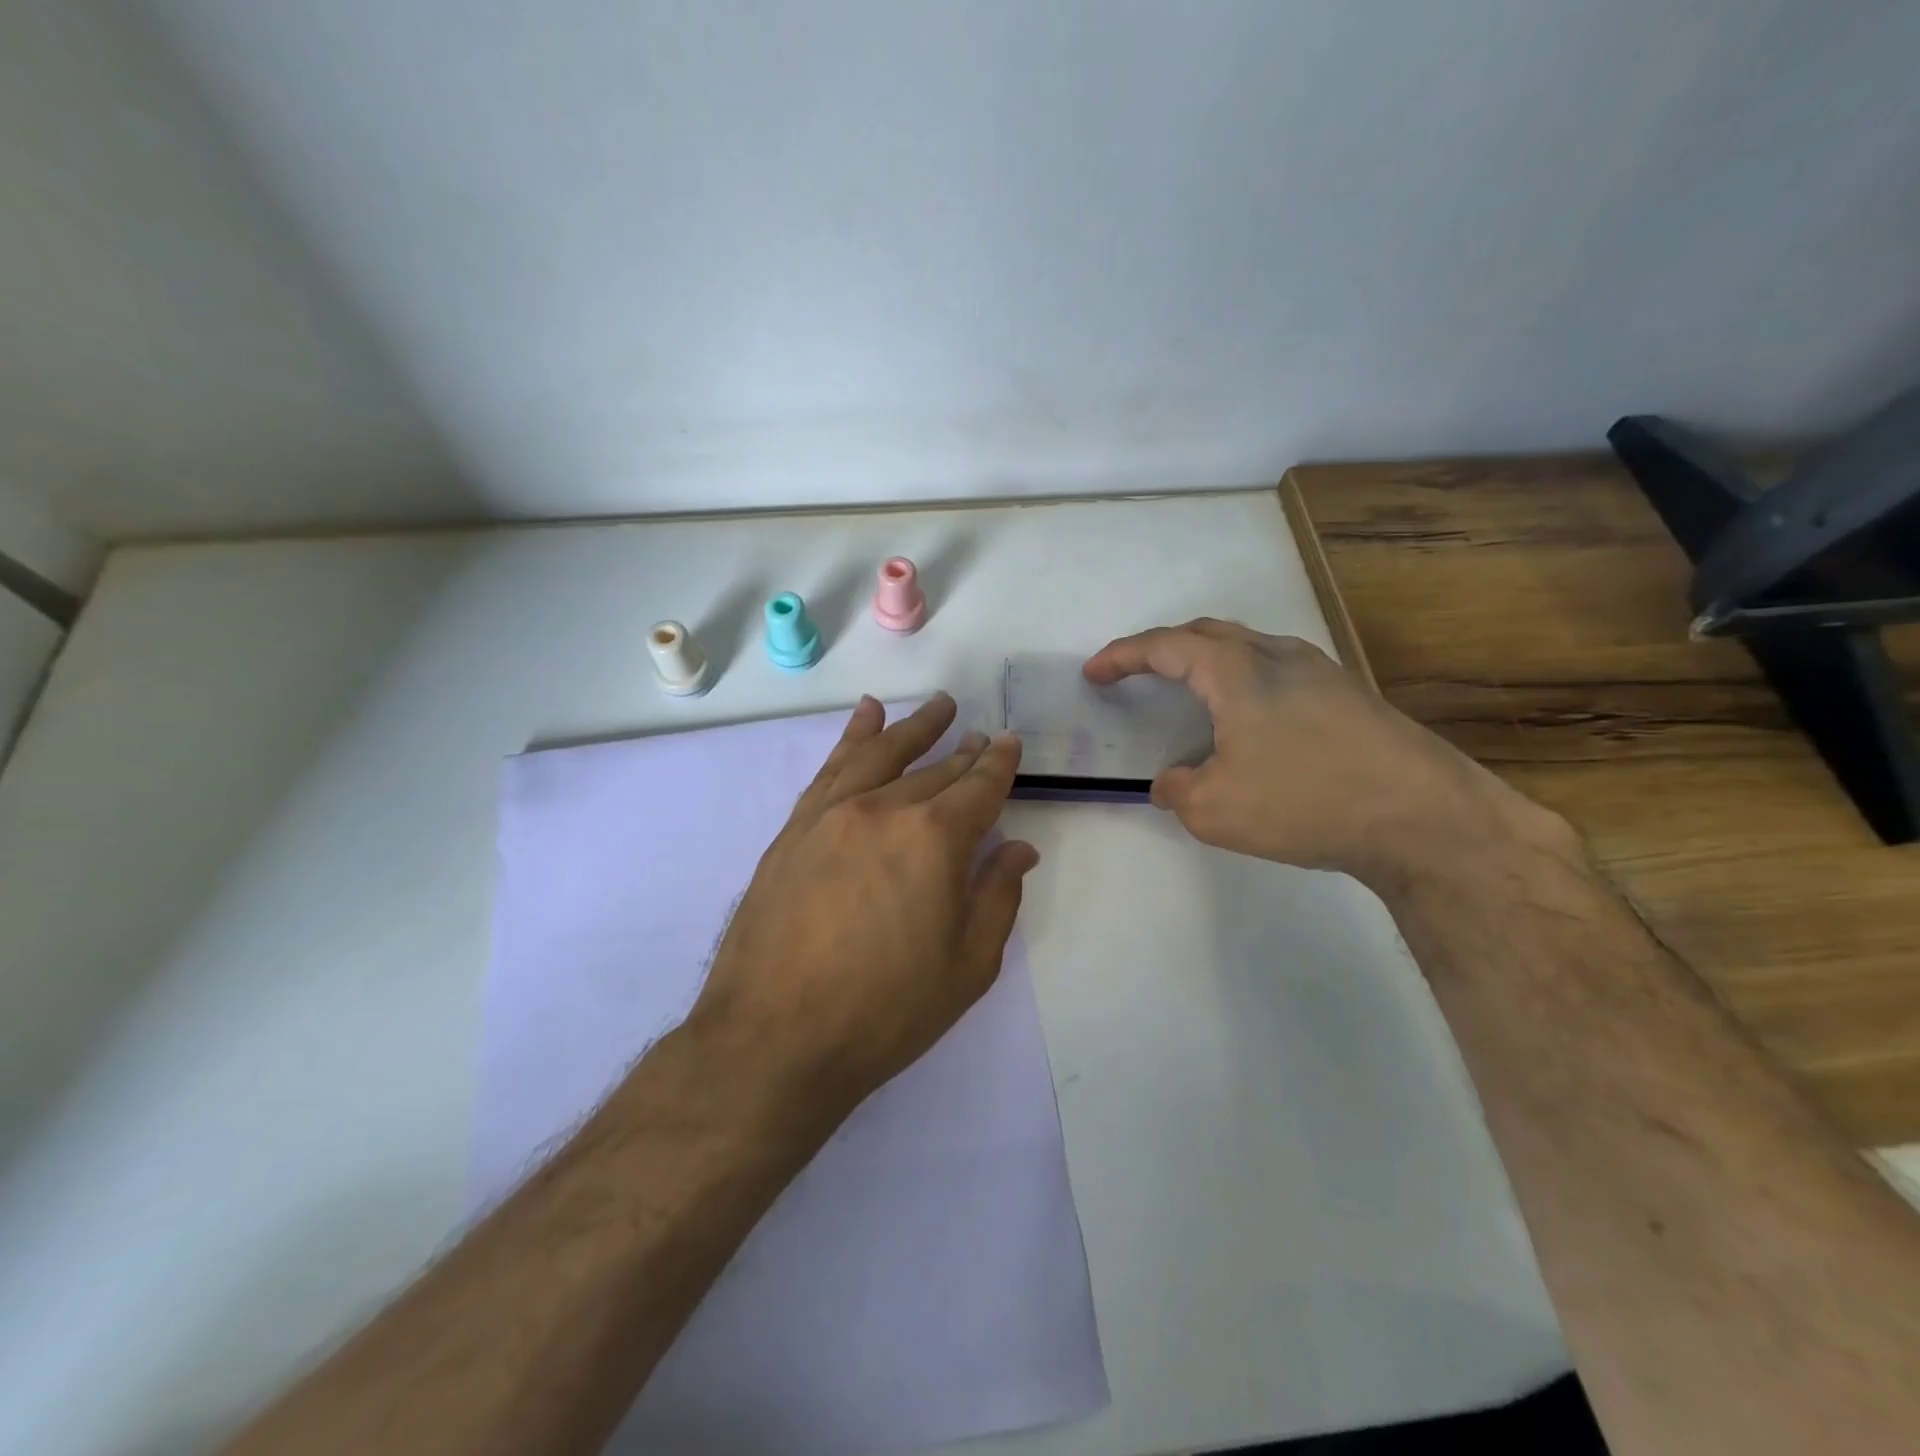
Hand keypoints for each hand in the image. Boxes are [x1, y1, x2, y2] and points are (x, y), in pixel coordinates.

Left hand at [689, 693, 1036, 1113]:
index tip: (1010, 743)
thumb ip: (997, 896)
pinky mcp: (795, 828)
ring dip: (912, 728)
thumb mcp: (967, 965)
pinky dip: (853, 737)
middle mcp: (883, 809)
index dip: (999, 763)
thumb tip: (1017, 848)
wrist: (774, 1038)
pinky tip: (866, 717)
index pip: (978, 786)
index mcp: (934, 838)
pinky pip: (831, 768)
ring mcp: (832, 814)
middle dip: (962, 752)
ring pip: (881, 754)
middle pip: (933, 770)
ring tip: (936, 706)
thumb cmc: (886, 1010)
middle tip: (978, 735)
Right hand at [1083, 619, 1565, 888]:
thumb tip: (1170, 782)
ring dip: (1206, 662)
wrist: (1423, 817)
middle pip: (1207, 633)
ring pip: (1247, 648)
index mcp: (1237, 670)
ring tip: (1188, 692)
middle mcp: (1278, 655)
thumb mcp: (1215, 809)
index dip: (1123, 655)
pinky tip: (1247, 720)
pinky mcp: (1348, 695)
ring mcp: (1320, 671)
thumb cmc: (1305, 802)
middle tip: (1136, 671)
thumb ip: (1178, 789)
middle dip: (1163, 648)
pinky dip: (1241, 682)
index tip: (1094, 672)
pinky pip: (1276, 671)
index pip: (1165, 647)